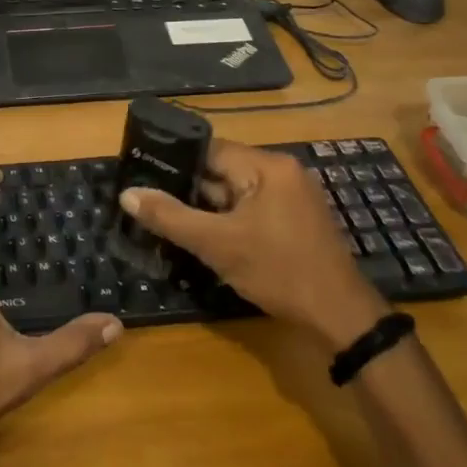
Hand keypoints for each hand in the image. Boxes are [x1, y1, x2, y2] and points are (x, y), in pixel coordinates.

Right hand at [118, 140, 389, 350]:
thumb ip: (169, 216)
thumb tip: (127, 194)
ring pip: (235, 192)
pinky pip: (251, 208)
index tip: (142, 172)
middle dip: (188, 189)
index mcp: (267, 165)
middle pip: (221, 170)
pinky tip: (205, 237)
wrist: (339, 317)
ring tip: (168, 219)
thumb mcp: (216, 244)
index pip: (209, 149)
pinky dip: (228, 220)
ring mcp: (291, 196)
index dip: (174, 161)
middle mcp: (281, 171)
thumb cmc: (278, 271)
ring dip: (207, 208)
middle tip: (150, 202)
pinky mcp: (294, 219)